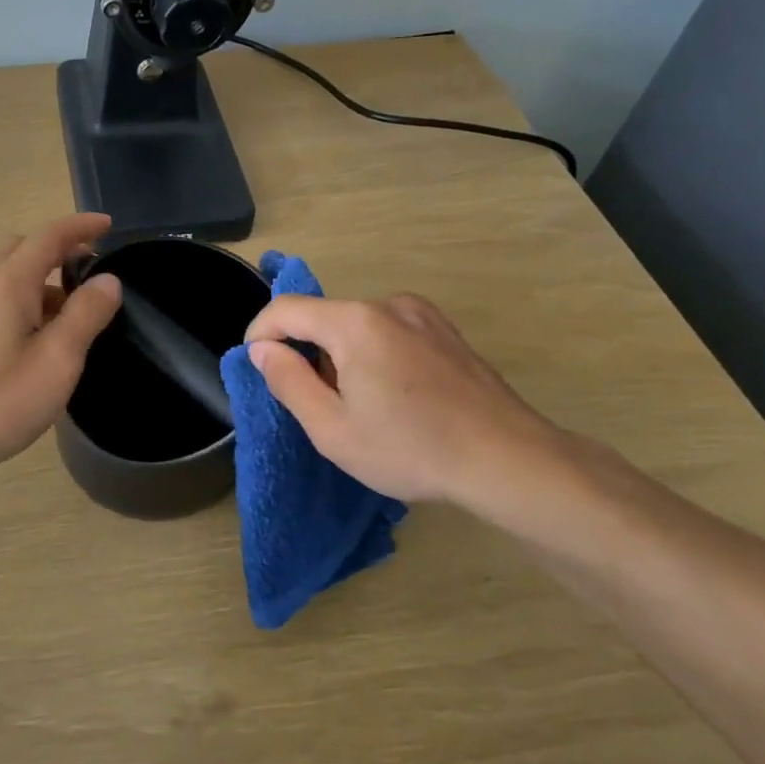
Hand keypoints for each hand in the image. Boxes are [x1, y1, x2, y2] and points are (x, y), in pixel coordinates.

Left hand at [0, 215, 122, 472]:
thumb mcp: (58, 360)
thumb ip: (86, 314)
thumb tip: (107, 279)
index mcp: (7, 284)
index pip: (48, 237)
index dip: (80, 227)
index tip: (107, 225)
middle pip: (19, 250)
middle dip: (55, 251)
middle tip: (86, 271)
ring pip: (2, 278)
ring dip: (36, 281)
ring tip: (66, 314)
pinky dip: (17, 303)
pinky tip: (28, 341)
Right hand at [245, 292, 580, 526]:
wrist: (508, 459)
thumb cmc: (411, 448)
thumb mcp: (332, 428)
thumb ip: (288, 381)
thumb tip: (262, 349)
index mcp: (355, 322)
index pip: (286, 310)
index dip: (259, 334)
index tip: (256, 368)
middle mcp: (388, 304)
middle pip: (324, 317)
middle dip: (306, 352)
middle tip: (314, 403)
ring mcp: (422, 314)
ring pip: (357, 325)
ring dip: (340, 355)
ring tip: (360, 406)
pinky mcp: (446, 330)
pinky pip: (389, 331)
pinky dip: (373, 353)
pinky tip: (394, 396)